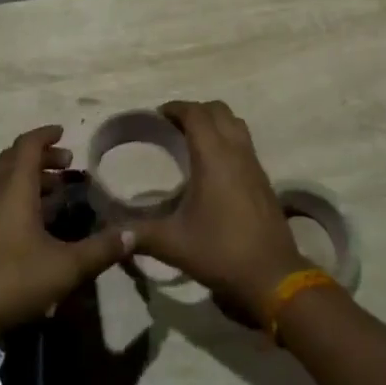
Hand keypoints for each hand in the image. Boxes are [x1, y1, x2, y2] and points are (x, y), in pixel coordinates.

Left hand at [0, 125, 132, 340]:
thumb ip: (100, 250)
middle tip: (67, 165)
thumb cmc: (11, 278)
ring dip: (29, 177)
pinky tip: (33, 222)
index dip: (46, 135)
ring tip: (55, 191)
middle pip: (16, 158)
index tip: (64, 133)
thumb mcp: (65, 267)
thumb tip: (133, 234)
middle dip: (42, 156)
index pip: (29, 144)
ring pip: (5, 179)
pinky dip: (17, 195)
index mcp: (16, 187)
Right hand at [132, 101, 306, 322]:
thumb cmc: (221, 252)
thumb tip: (113, 233)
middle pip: (218, 110)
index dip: (175, 108)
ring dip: (214, 122)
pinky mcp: (263, 179)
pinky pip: (244, 143)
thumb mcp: (173, 244)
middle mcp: (236, 152)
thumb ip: (139, 234)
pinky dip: (227, 139)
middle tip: (172, 126)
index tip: (156, 115)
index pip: (196, 114)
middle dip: (195, 111)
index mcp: (214, 157)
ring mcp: (254, 164)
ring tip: (193, 139)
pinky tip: (213, 166)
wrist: (273, 276)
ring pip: (235, 124)